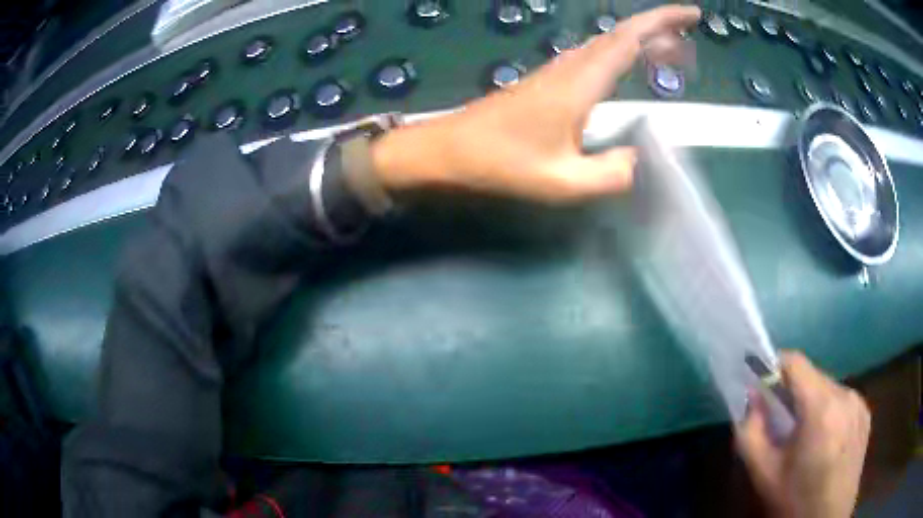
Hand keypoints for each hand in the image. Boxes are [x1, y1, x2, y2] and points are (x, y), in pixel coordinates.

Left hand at [372, 5, 700, 204]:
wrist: (449, 150)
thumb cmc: (500, 164)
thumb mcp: (561, 182)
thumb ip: (609, 175)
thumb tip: (639, 161)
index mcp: (580, 83)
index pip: (630, 39)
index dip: (663, 21)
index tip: (691, 15)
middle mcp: (571, 67)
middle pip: (621, 35)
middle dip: (659, 27)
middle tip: (690, 36)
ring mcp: (557, 71)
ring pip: (608, 44)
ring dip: (642, 41)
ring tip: (672, 52)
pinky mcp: (548, 81)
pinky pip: (594, 57)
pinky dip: (621, 55)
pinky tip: (629, 67)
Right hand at [736, 351, 870, 517]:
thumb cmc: (795, 499)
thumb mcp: (764, 473)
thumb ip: (751, 432)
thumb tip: (752, 397)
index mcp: (821, 407)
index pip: (795, 363)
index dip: (775, 367)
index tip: (762, 385)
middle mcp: (845, 394)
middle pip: (813, 375)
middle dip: (793, 392)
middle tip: (781, 421)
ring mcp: (859, 402)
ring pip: (828, 388)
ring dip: (812, 403)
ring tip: (804, 436)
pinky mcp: (865, 414)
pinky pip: (842, 400)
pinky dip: (829, 412)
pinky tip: (825, 441)